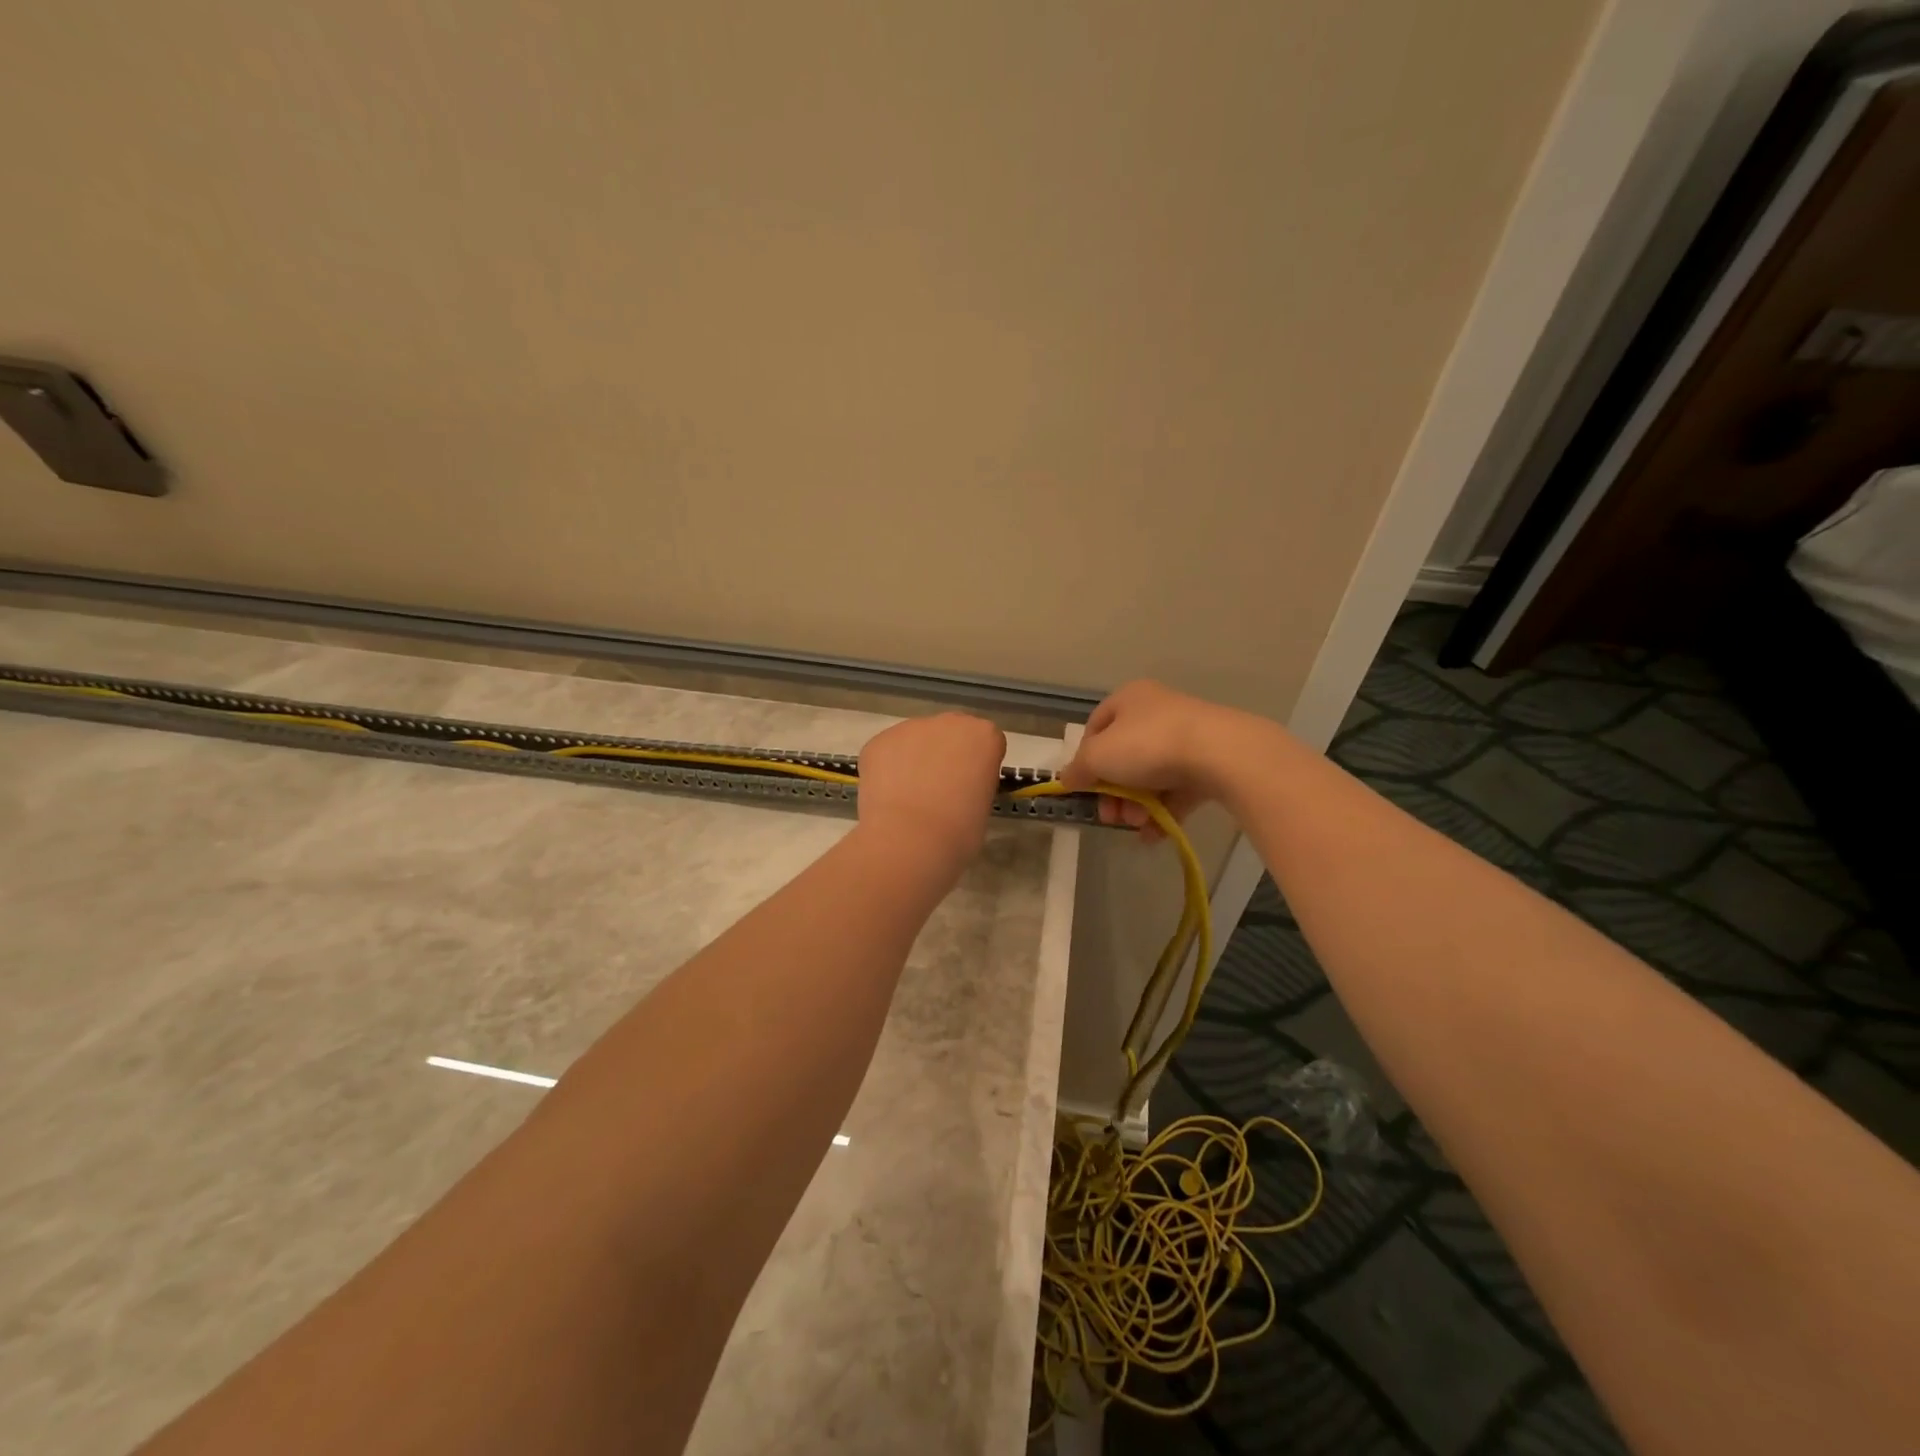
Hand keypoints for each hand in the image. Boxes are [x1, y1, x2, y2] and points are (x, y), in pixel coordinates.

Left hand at [856, 713, 1006, 867]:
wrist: (910, 838)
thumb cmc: (959, 831)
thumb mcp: (983, 805)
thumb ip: (974, 784)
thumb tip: (957, 790)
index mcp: (984, 736)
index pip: (987, 742)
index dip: (978, 765)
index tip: (971, 787)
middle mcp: (949, 722)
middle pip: (951, 733)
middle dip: (947, 754)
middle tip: (939, 790)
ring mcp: (910, 728)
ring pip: (916, 740)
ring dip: (915, 759)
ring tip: (908, 797)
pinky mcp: (879, 741)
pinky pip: (888, 752)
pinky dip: (888, 769)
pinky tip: (888, 796)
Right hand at [1059, 680, 1256, 841]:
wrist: (1219, 753)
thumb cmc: (1148, 745)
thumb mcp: (1098, 756)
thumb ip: (1078, 768)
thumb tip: (1067, 779)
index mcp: (1128, 699)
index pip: (1095, 728)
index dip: (1084, 759)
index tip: (1083, 787)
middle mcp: (1156, 712)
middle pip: (1123, 757)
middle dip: (1113, 792)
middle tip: (1111, 816)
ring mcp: (1185, 738)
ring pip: (1149, 776)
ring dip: (1136, 805)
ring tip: (1138, 824)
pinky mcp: (1208, 763)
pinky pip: (1177, 790)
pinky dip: (1162, 812)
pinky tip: (1153, 834)